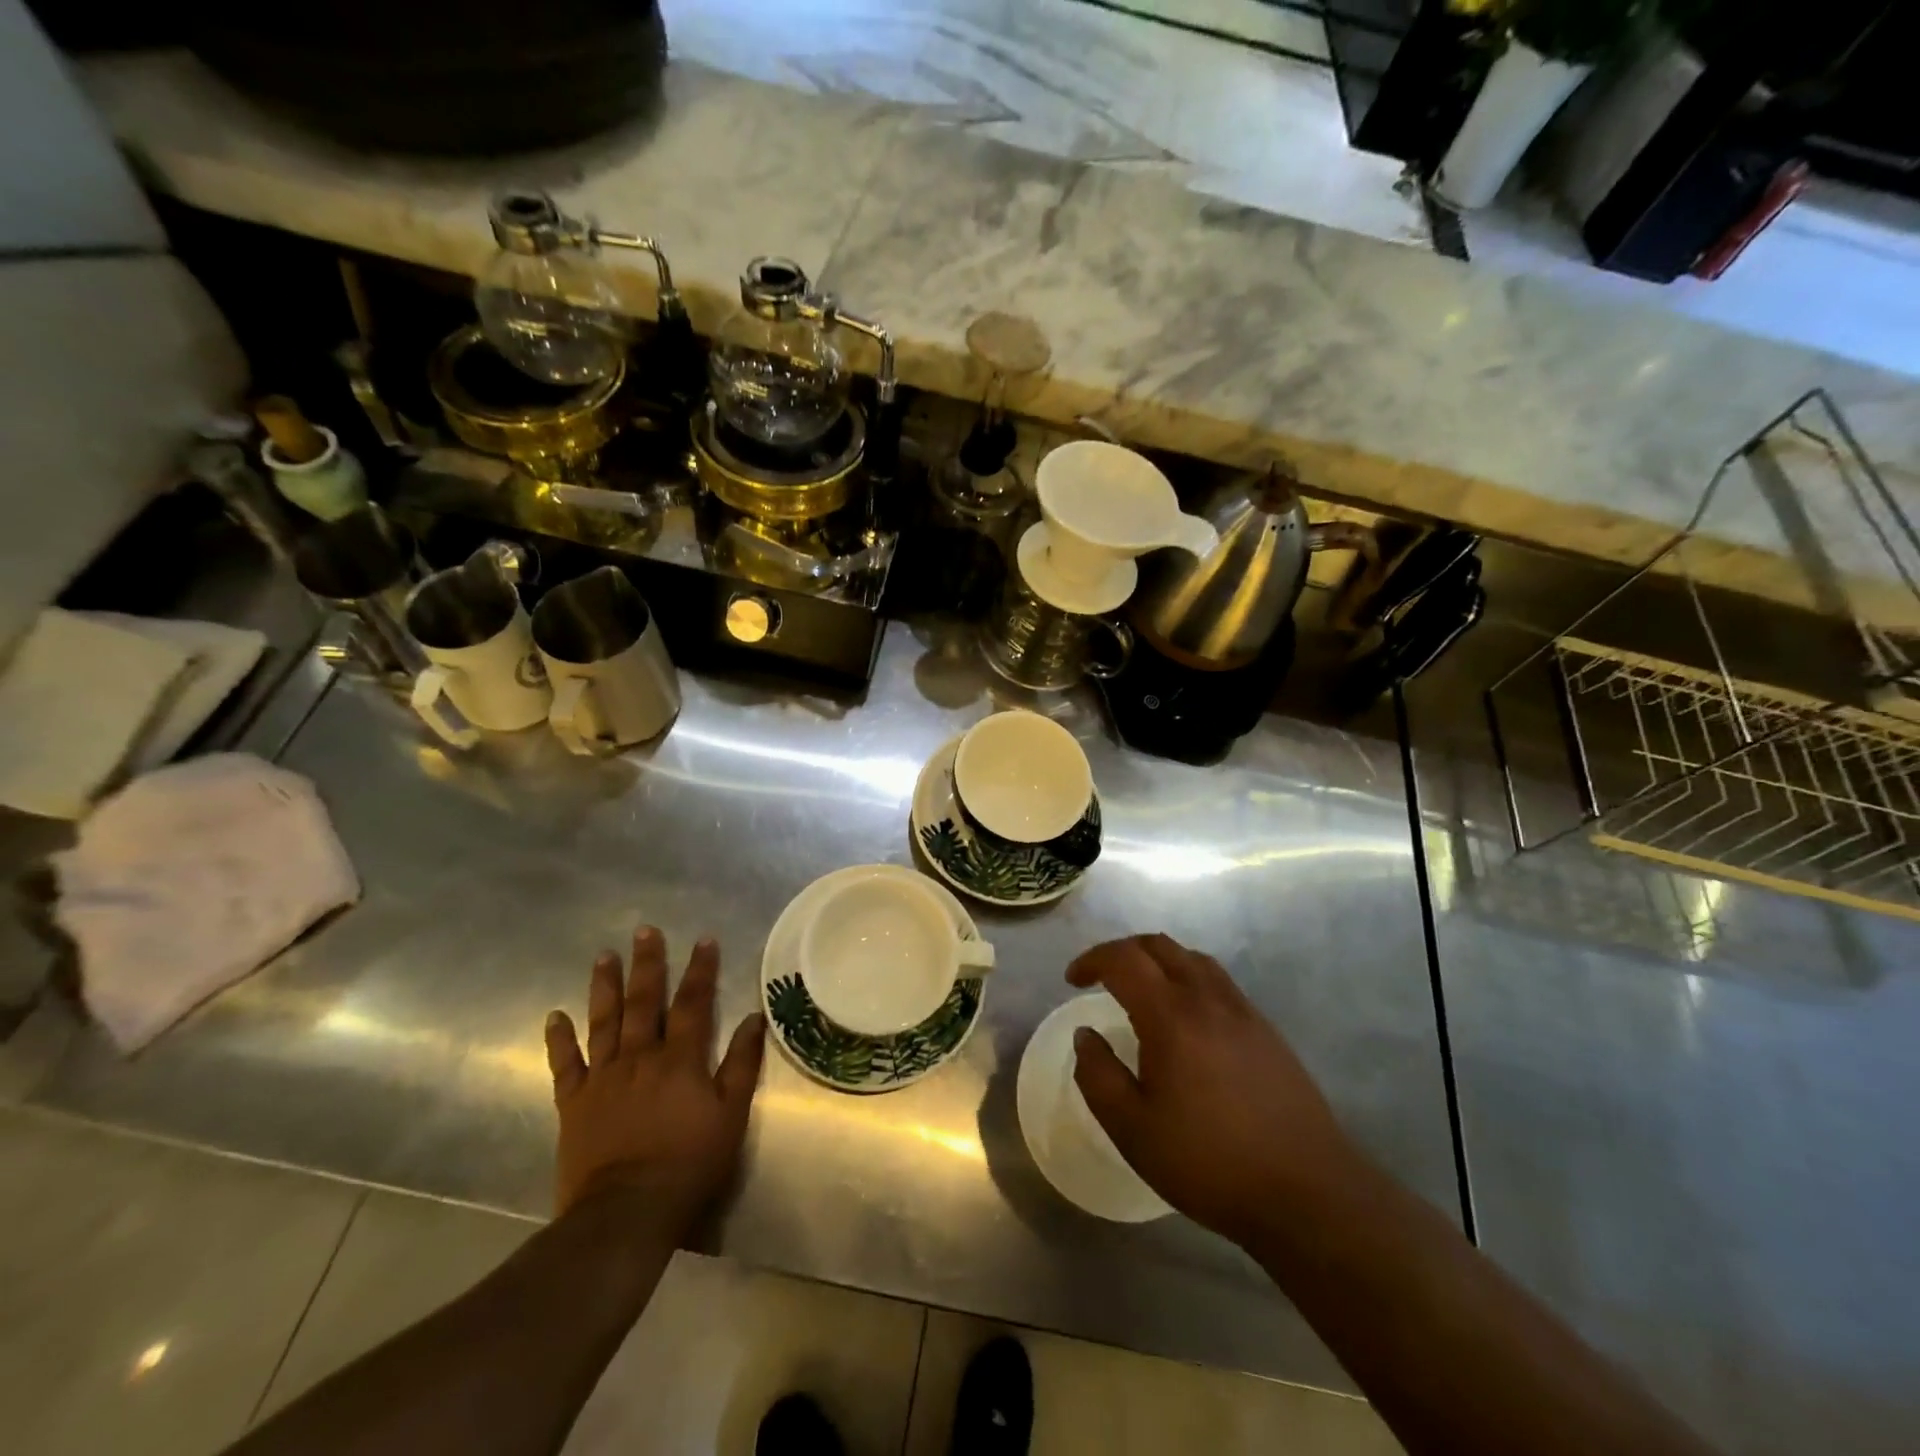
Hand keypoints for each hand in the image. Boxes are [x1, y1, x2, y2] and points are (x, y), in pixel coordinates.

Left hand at [544, 927, 765, 1234]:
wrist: (625, 1213)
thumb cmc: (688, 1163)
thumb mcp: (730, 1115)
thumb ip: (742, 1064)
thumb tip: (754, 1018)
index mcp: (680, 1059)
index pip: (693, 1002)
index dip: (701, 969)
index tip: (704, 939)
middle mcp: (640, 1057)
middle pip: (645, 1002)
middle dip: (647, 964)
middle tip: (644, 931)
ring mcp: (603, 1078)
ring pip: (604, 1022)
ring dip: (605, 987)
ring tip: (603, 956)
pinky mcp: (575, 1103)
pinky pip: (565, 1065)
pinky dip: (559, 1040)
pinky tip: (554, 1015)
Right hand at [1068, 934, 1363, 1248]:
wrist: (1307, 1192)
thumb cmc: (1209, 1162)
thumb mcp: (1133, 1129)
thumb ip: (1098, 1076)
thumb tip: (1085, 1036)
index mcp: (1171, 1016)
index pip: (1124, 960)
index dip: (1092, 960)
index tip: (1072, 981)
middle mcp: (1207, 999)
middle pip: (1159, 946)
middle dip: (1122, 952)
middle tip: (1100, 977)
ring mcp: (1242, 1011)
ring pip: (1192, 958)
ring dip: (1158, 960)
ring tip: (1141, 989)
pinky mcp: (1265, 1030)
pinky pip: (1218, 981)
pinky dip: (1188, 978)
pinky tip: (1186, 1017)